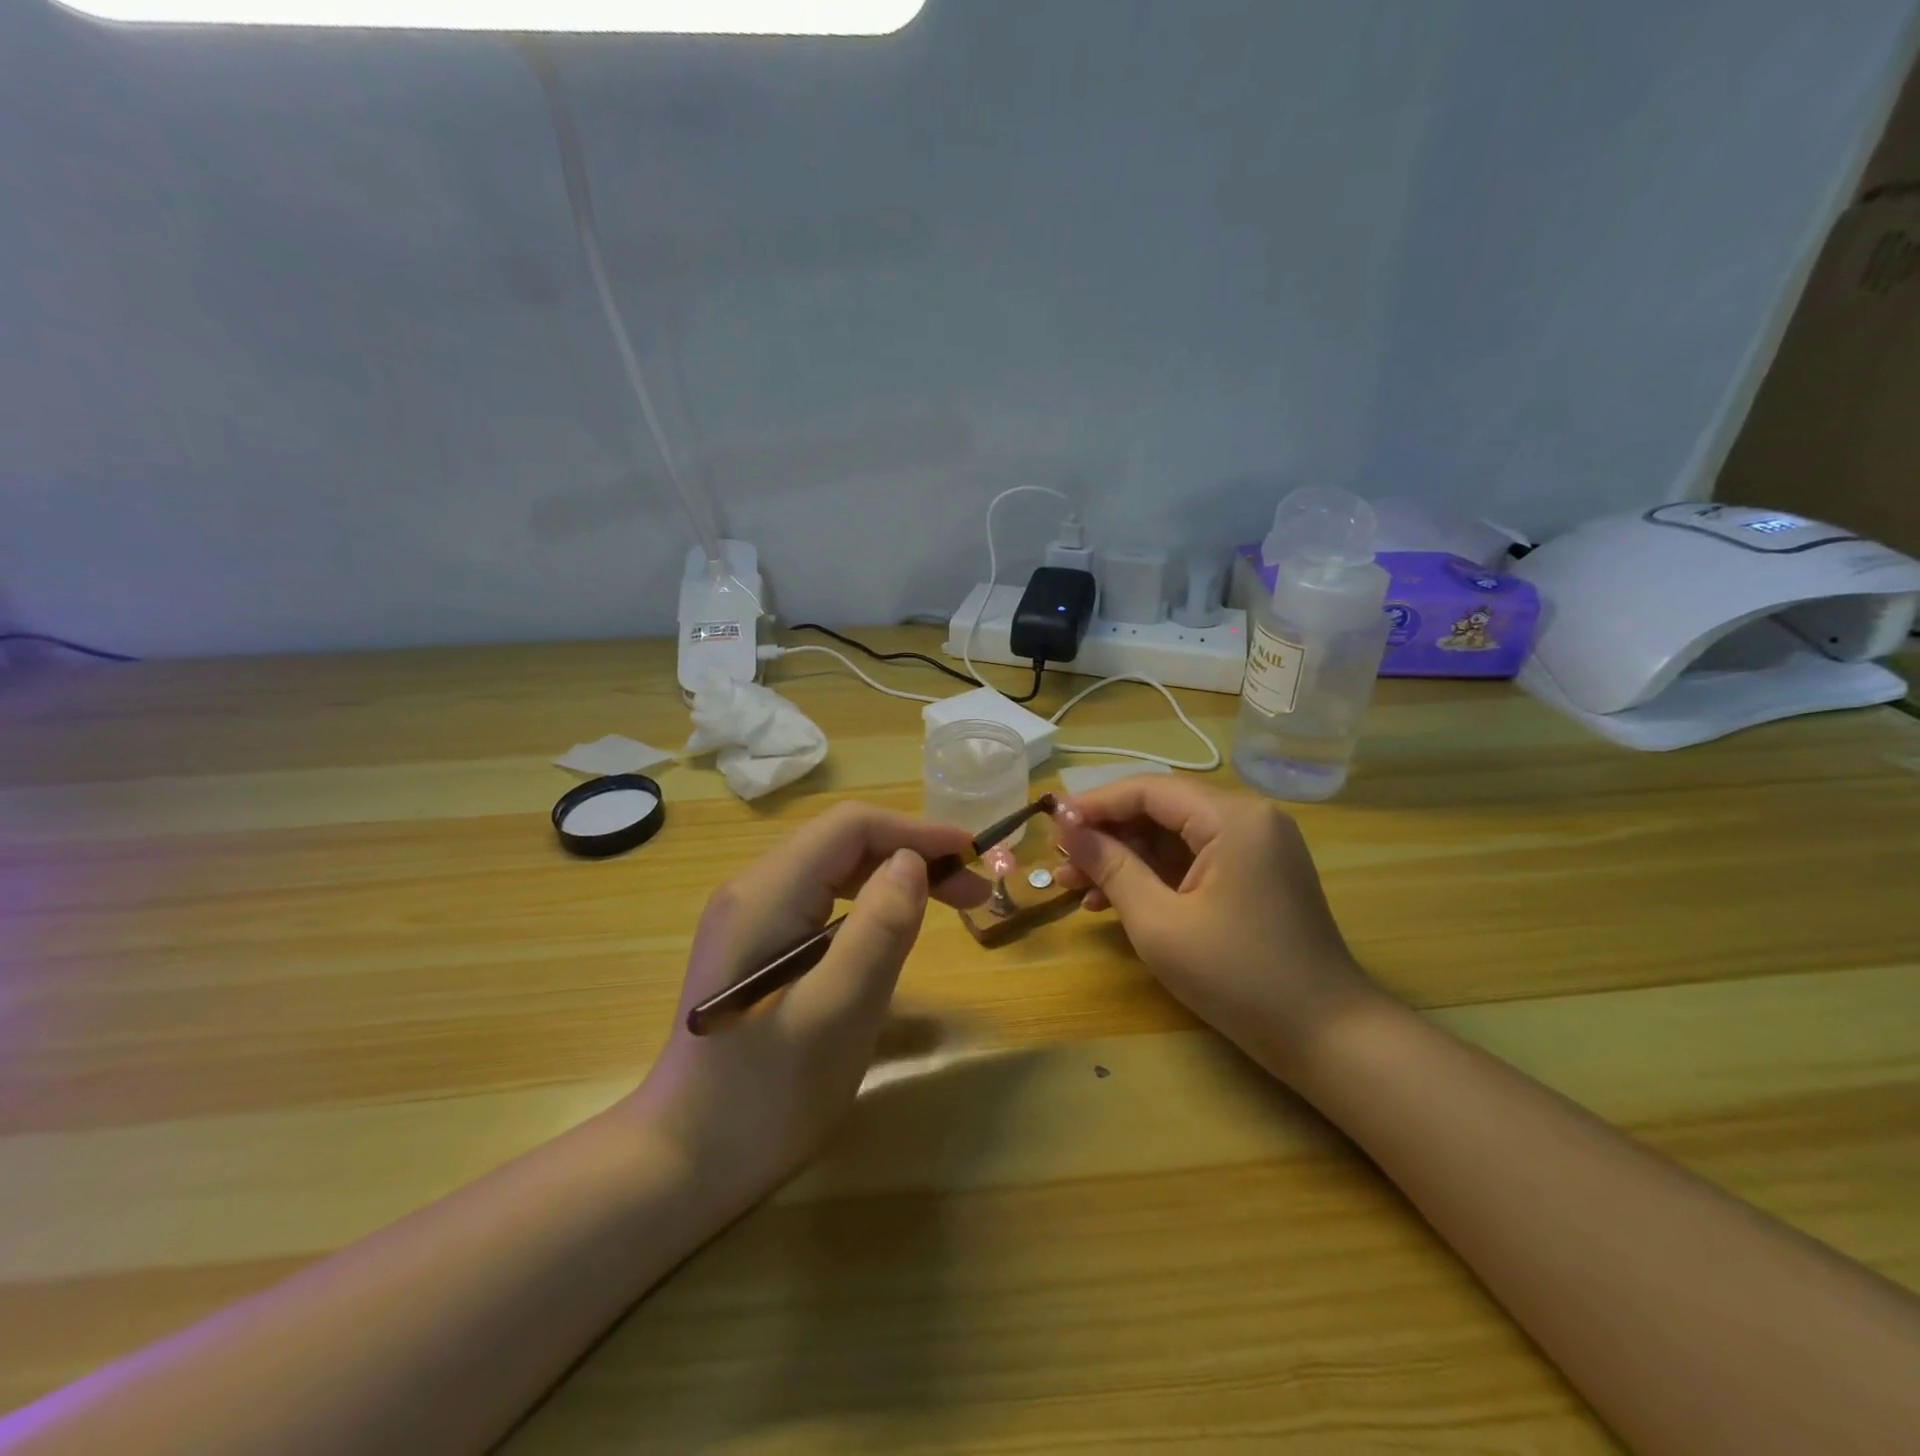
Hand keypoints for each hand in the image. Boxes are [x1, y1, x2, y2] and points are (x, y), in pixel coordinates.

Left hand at [626, 803, 988, 1209]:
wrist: (684, 1162)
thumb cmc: (766, 1093)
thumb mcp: (838, 1012)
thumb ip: (878, 929)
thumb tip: (912, 862)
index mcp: (766, 893)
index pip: (850, 827)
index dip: (916, 831)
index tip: (972, 854)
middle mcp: (753, 890)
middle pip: (844, 844)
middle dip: (912, 855)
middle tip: (974, 892)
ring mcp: (751, 918)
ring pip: (836, 872)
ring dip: (895, 879)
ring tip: (950, 906)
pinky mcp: (758, 947)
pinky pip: (823, 905)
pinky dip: (870, 907)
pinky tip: (894, 933)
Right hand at [1051, 778, 1374, 1078]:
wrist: (1326, 1036)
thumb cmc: (1238, 978)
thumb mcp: (1159, 923)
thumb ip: (1111, 867)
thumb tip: (1068, 830)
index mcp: (1232, 817)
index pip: (1148, 790)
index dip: (1094, 805)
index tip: (1051, 826)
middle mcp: (1248, 817)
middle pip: (1160, 808)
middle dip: (1106, 834)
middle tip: (1060, 862)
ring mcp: (1256, 845)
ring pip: (1173, 835)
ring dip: (1125, 857)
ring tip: (1075, 886)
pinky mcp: (1256, 872)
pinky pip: (1194, 858)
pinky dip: (1155, 875)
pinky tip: (1115, 901)